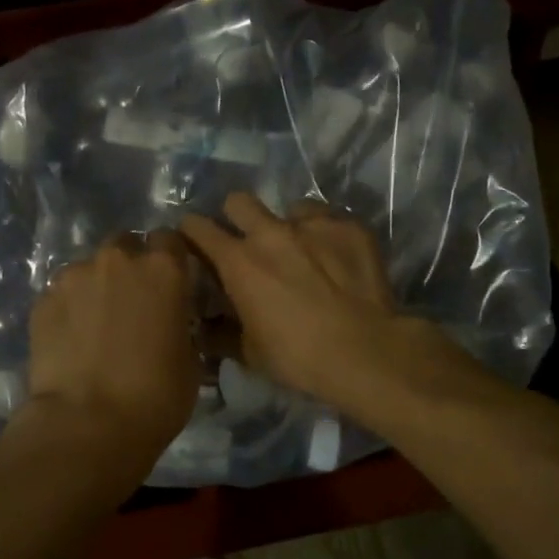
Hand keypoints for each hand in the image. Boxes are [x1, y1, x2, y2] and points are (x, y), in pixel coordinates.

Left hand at [25, 231, 199, 458]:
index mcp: (163, 269)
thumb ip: (181, 326)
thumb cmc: (155, 396)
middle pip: (124, 245)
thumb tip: (172, 325)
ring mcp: (74, 277)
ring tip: (95, 326)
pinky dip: (68, 309)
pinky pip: (61, 295)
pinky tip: (70, 341)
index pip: (169, 239)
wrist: (87, 423)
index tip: (169, 282)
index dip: (169, 258)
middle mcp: (117, 260)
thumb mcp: (190, 361)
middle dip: (129, 266)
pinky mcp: (42, 301)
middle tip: (132, 303)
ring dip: (96, 287)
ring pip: (88, 269)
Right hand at [181, 194, 425, 412]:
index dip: (192, 232)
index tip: (197, 243)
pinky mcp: (350, 226)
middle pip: (238, 201)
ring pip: (290, 208)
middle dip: (237, 216)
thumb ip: (222, 332)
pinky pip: (330, 220)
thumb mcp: (250, 353)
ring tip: (304, 253)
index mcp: (238, 262)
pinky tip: (338, 261)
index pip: (198, 228)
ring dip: (289, 226)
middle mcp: (271, 232)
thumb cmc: (298, 357)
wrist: (365, 352)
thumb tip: (205, 328)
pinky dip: (327, 236)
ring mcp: (313, 224)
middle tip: (249, 241)